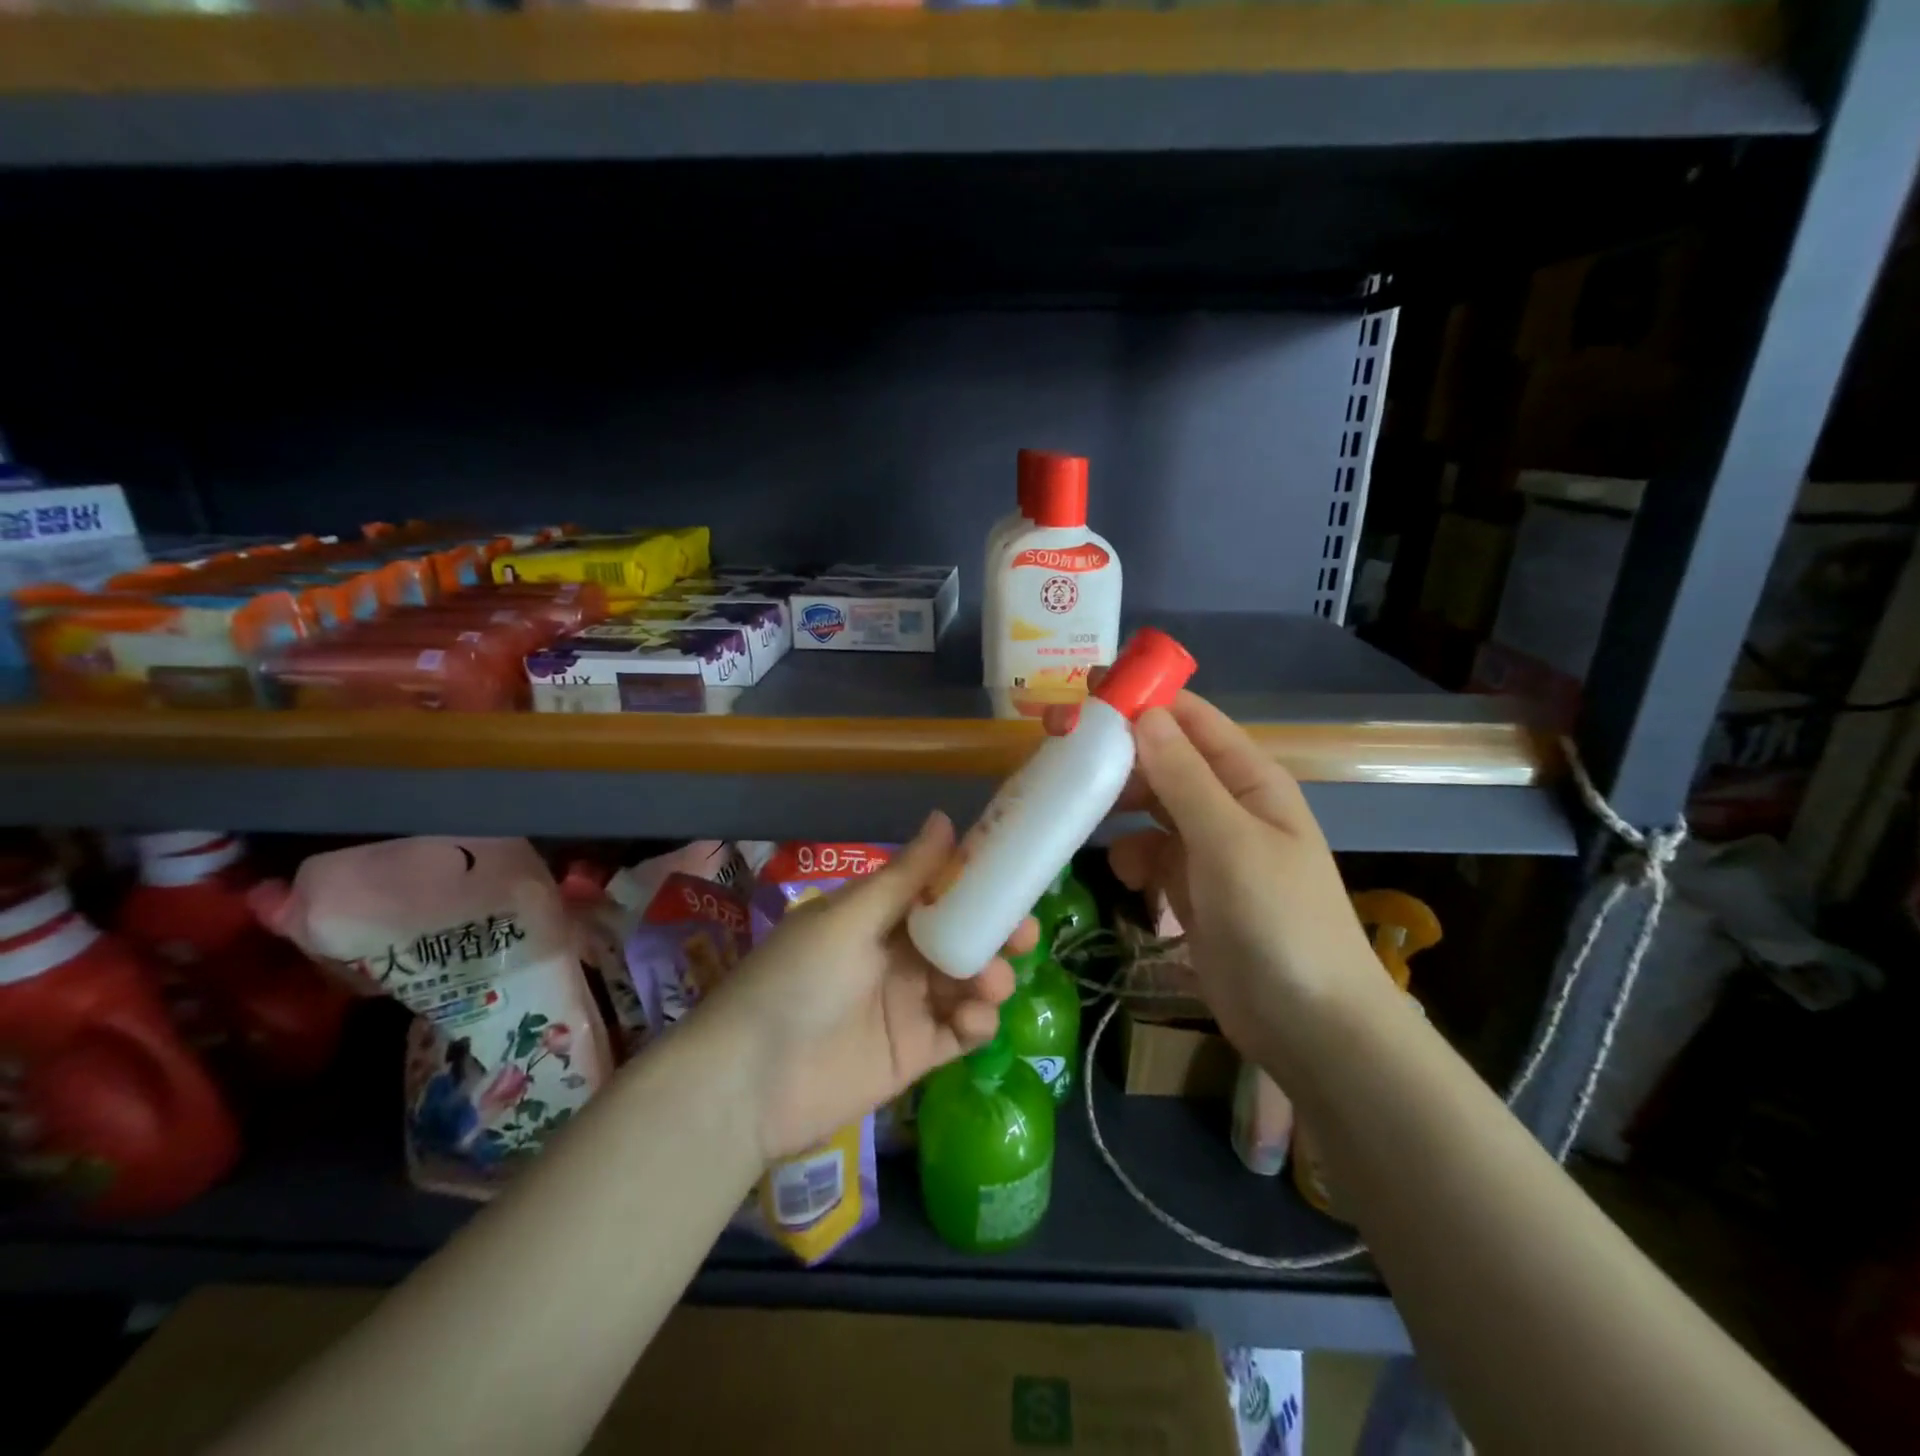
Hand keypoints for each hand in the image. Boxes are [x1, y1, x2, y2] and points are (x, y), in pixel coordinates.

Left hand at [700, 814, 1026, 1161]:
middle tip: (1022, 935)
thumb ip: (904, 877)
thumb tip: (946, 817)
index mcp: (879, 915)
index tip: (1016, 876)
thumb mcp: (848, 920)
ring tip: (991, 983)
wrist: (749, 1082)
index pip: (939, 890)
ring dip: (991, 976)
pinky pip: (961, 1031)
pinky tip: (975, 1019)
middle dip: (996, 932)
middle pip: (963, 936)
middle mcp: (899, 954)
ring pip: (969, 981)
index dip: (977, 883)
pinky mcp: (917, 1052)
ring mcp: (909, 1004)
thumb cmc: (796, 981)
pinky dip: (978, 1021)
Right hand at [1045, 684, 1382, 1073]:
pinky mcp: (1190, 888)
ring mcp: (1208, 848)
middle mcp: (1227, 804)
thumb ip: (1184, 777)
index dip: (1142, 700)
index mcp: (1249, 779)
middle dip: (1117, 754)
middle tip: (1059, 749)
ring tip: (1077, 810)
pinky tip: (1124, 876)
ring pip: (1150, 806)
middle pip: (1163, 759)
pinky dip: (1132, 857)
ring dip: (1118, 806)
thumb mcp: (1229, 842)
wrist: (1308, 1026)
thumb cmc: (1278, 922)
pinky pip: (1150, 854)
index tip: (1085, 692)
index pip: (1191, 719)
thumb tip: (1144, 714)